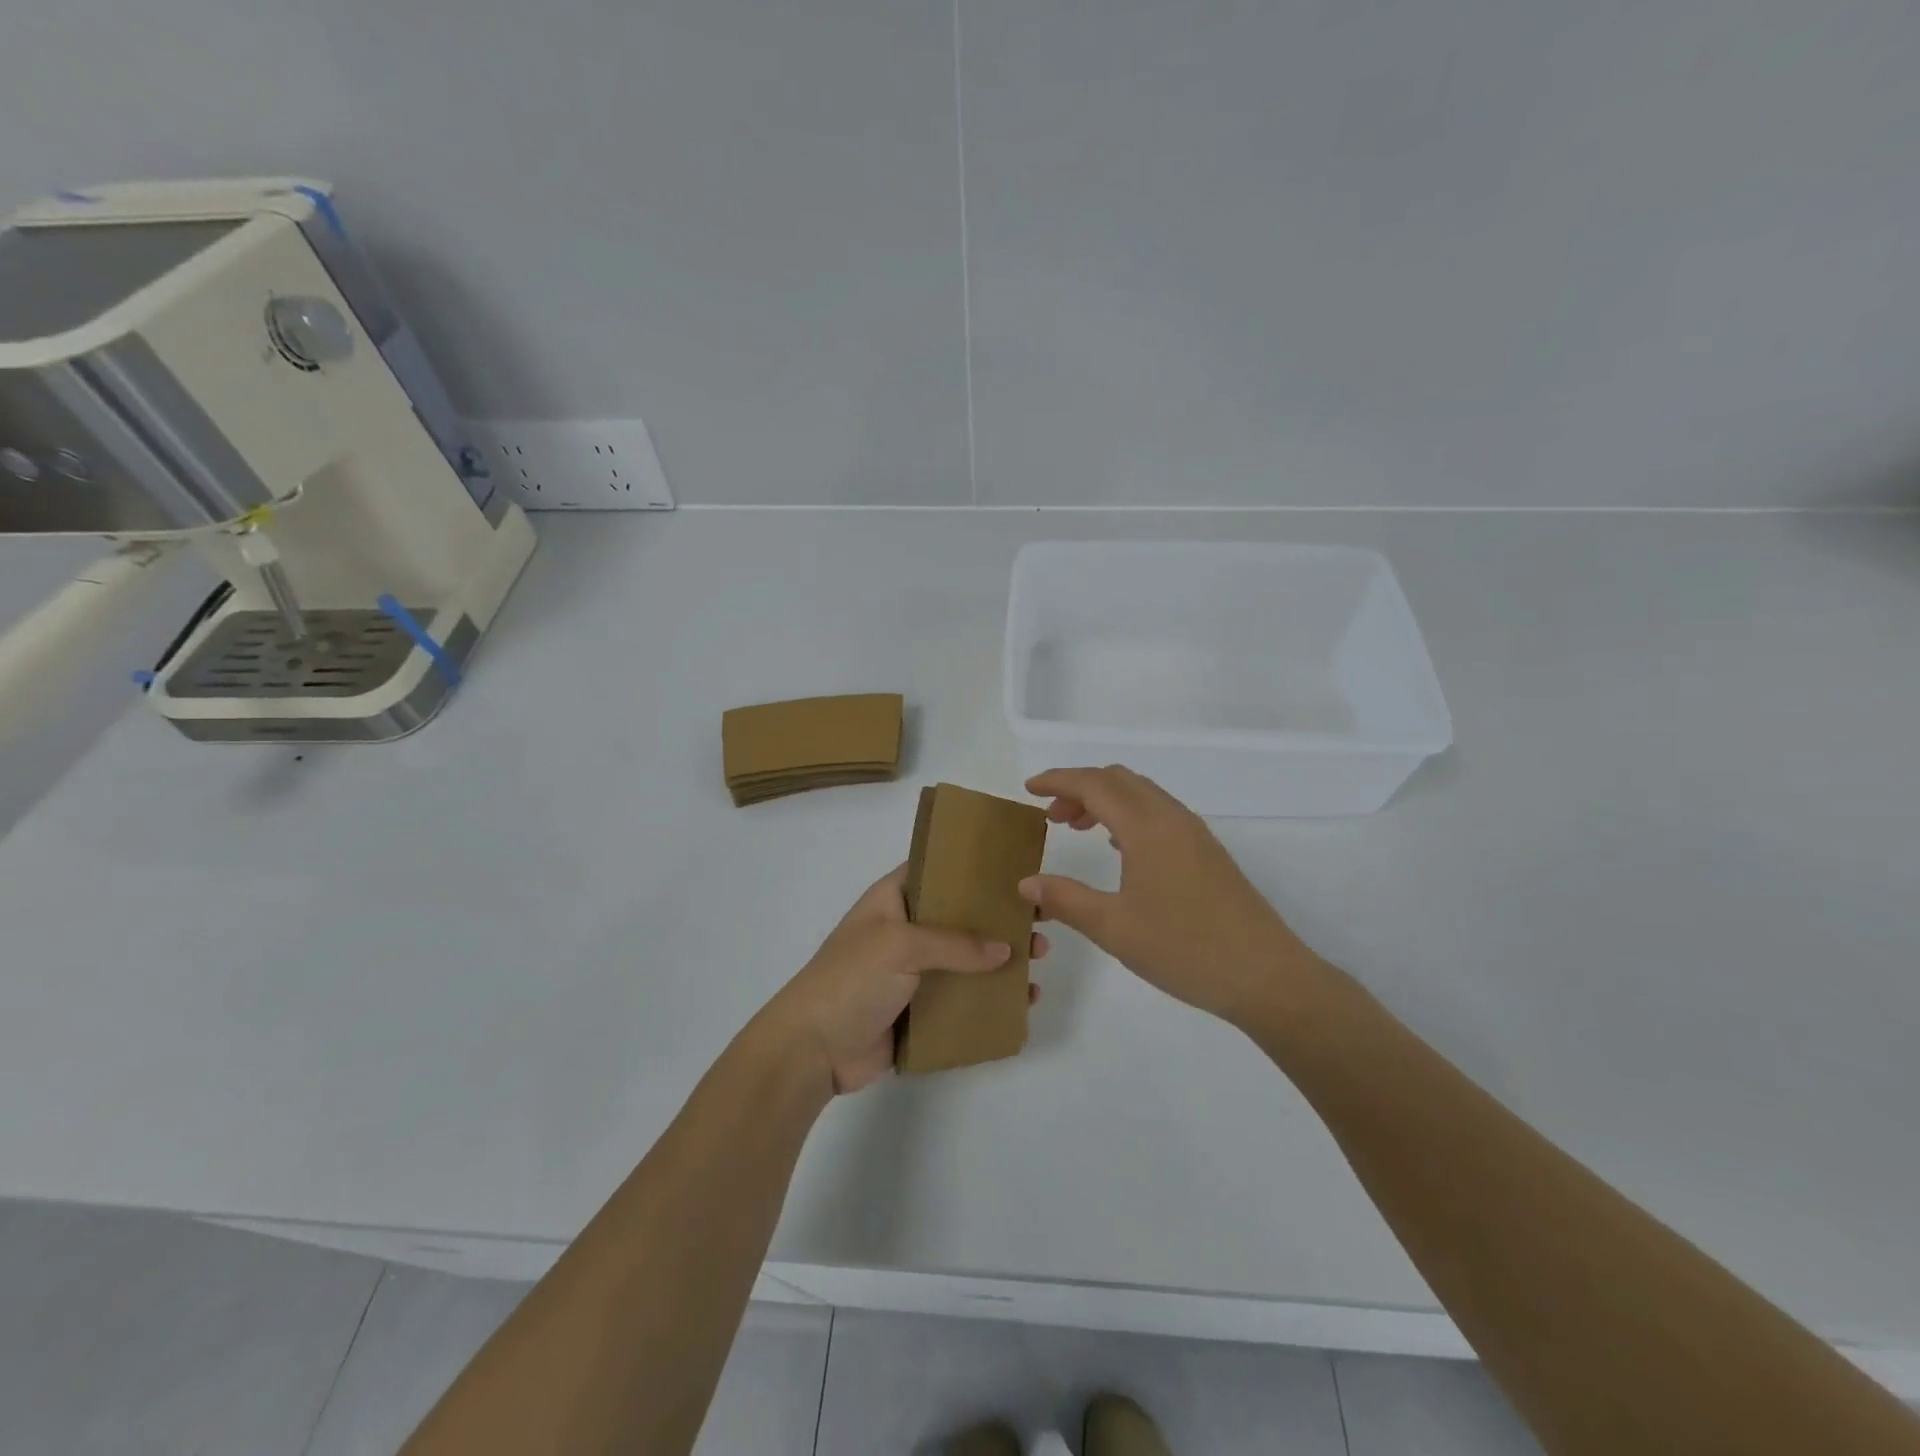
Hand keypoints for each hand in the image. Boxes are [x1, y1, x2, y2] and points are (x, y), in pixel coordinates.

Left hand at [758, 866, 1049, 1094]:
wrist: (813, 1050)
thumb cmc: (851, 980)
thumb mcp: (900, 946)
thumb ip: (955, 944)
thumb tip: (1006, 950)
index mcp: (892, 899)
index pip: (937, 871)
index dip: (973, 869)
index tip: (1015, 870)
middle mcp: (905, 930)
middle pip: (960, 917)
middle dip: (999, 920)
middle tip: (1039, 924)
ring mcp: (913, 972)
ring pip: (967, 959)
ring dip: (1002, 960)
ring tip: (1039, 961)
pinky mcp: (920, 1010)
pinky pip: (963, 998)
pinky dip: (991, 998)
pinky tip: (1023, 1002)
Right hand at [1019, 766, 1321, 1026]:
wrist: (1266, 976)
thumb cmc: (1185, 949)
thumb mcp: (1114, 928)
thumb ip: (1066, 899)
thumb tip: (1027, 883)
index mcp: (1147, 828)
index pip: (1094, 784)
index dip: (1058, 781)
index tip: (1029, 789)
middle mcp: (1172, 818)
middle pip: (1118, 779)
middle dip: (1079, 787)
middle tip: (1051, 816)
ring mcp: (1194, 833)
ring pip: (1141, 794)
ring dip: (1105, 799)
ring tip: (1076, 827)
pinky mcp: (1207, 851)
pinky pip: (1158, 812)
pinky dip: (1128, 814)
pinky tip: (1118, 846)